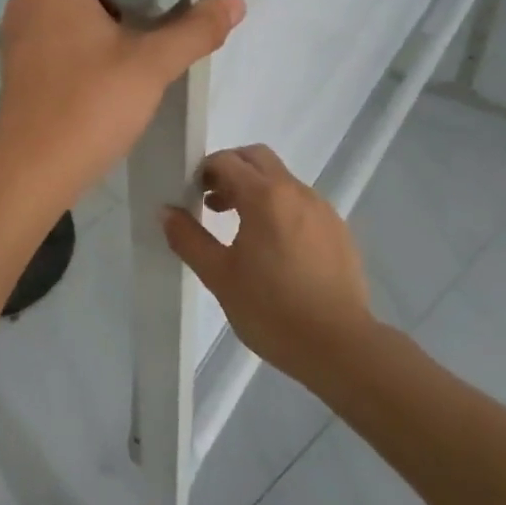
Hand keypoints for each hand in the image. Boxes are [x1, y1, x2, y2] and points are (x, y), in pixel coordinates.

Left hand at [0, 0, 244, 198]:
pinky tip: (129, 59)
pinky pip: (69, 29)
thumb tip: (236, 1)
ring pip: (85, 4)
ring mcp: (24, 25)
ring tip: (165, 33)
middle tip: (184, 8)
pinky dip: (100, 36)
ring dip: (124, 15)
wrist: (32, 173)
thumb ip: (196, 29)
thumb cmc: (89, 107)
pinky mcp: (25, 56)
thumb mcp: (152, 65)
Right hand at [163, 144, 376, 384]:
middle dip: (231, 170)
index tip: (192, 195)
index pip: (227, 160)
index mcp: (265, 196)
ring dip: (256, 189)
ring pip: (282, 180)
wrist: (339, 346)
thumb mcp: (219, 276)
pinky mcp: (338, 229)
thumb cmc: (271, 310)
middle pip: (257, 158)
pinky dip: (281, 209)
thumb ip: (189, 238)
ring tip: (240, 229)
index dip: (204, 171)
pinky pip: (302, 204)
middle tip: (212, 201)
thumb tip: (166, 211)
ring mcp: (322, 209)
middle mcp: (296, 191)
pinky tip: (275, 249)